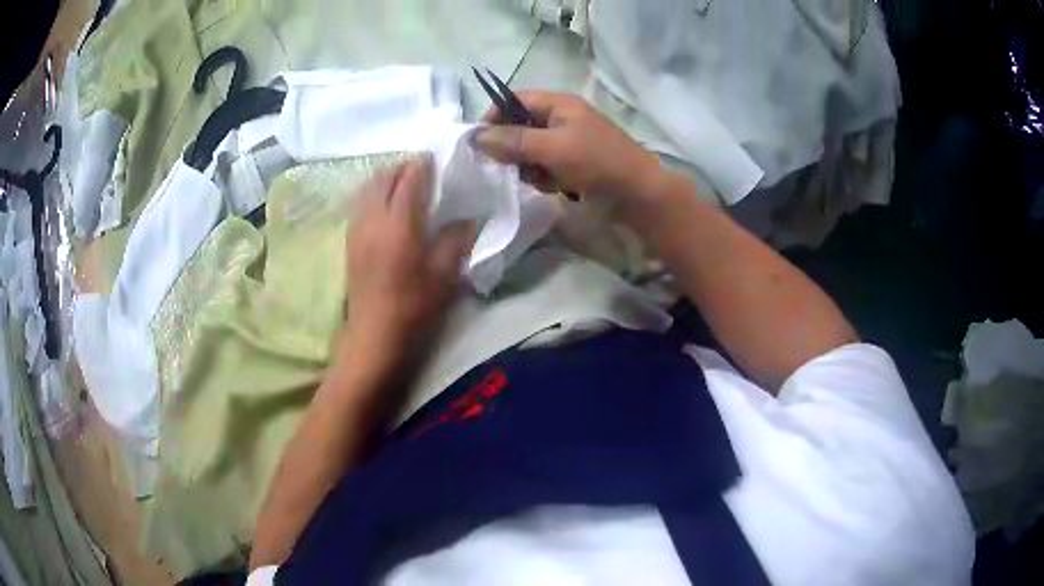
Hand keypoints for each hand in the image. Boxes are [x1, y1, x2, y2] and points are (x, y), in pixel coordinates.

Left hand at [344, 156, 475, 365]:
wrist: (374, 335)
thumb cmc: (413, 307)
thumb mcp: (444, 274)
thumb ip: (457, 240)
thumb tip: (469, 218)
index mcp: (400, 223)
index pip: (410, 180)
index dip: (423, 165)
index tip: (436, 158)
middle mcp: (374, 218)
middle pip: (384, 177)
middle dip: (402, 166)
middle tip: (421, 168)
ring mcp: (357, 229)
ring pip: (367, 188)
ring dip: (385, 178)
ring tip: (403, 181)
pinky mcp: (350, 241)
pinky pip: (360, 204)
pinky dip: (373, 193)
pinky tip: (384, 204)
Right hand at [474, 92, 666, 205]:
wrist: (639, 196)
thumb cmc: (598, 162)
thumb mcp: (553, 147)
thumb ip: (513, 141)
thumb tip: (475, 137)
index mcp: (560, 105)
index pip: (516, 100)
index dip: (495, 116)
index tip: (479, 141)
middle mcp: (562, 120)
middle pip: (521, 126)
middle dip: (510, 146)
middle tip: (503, 165)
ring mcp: (569, 144)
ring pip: (531, 150)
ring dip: (526, 165)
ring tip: (535, 178)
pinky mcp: (574, 167)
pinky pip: (545, 167)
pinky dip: (542, 177)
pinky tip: (551, 187)